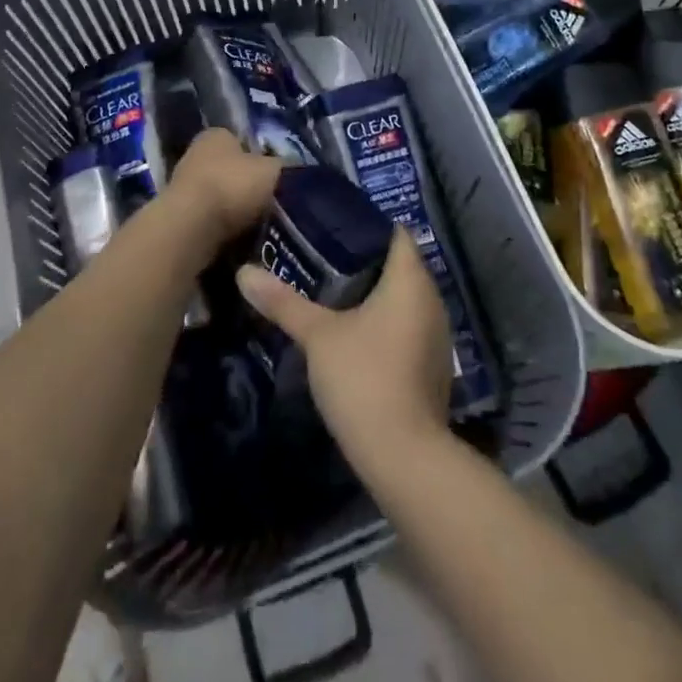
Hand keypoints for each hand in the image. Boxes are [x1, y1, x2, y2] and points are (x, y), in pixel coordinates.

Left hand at [164, 128, 280, 253]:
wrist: (192, 228)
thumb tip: (285, 169)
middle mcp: (195, 154)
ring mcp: (183, 187)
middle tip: (270, 202)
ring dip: (234, 210)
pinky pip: (209, 221)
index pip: (240, 140)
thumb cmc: (233, 186)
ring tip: (258, 225)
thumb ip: (280, 166)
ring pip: (219, 196)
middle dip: (246, 185)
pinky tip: (239, 240)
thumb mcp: (272, 170)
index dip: (258, 156)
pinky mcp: (178, 217)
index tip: (274, 175)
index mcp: (216, 135)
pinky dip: (222, 229)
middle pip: (228, 169)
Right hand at [236, 228, 451, 472]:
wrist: (403, 456)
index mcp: (410, 280)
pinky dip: (385, 322)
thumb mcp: (317, 335)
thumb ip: (283, 302)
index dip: (366, 226)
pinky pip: (408, 327)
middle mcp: (432, 299)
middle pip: (399, 265)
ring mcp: (437, 335)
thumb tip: (244, 272)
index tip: (332, 226)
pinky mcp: (432, 366)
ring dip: (375, 295)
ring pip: (404, 299)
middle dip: (364, 261)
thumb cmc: (363, 377)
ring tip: (332, 291)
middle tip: (321, 257)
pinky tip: (355, 333)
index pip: (395, 233)